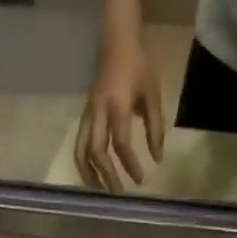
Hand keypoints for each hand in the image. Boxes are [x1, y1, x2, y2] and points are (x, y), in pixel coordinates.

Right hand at [76, 31, 163, 190]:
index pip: (121, 142)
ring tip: (99, 192)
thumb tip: (157, 159)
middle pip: (97, 152)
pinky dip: (84, 163)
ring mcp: (87, 114)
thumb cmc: (139, 67)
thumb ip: (155, 128)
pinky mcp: (84, 116)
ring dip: (89, 174)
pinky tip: (92, 176)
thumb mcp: (152, 95)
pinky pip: (79, 145)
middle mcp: (98, 112)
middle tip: (118, 194)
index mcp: (117, 105)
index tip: (140, 179)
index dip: (130, 164)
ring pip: (81, 151)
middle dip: (107, 176)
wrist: (117, 42)